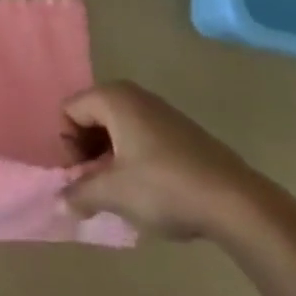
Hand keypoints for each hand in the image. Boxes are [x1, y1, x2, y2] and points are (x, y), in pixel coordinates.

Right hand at [61, 82, 271, 240]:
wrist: (234, 200)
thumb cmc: (164, 187)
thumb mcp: (113, 194)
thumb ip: (79, 193)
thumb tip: (61, 199)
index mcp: (114, 98)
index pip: (70, 111)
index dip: (69, 146)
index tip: (83, 177)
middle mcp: (135, 95)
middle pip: (92, 117)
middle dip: (88, 152)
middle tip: (98, 187)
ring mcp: (160, 111)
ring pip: (117, 129)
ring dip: (110, 159)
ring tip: (121, 193)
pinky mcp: (180, 131)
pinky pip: (140, 137)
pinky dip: (133, 159)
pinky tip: (147, 191)